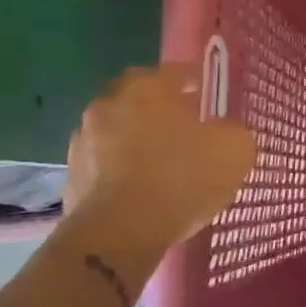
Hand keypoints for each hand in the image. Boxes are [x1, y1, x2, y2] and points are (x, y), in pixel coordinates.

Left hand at [65, 66, 255, 245]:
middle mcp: (110, 103)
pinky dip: (122, 168)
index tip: (207, 94)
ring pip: (119, 129)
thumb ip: (233, 132)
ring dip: (137, 138)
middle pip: (140, 97)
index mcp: (148, 88)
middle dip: (161, 107)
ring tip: (162, 161)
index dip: (195, 81)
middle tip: (184, 124)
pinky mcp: (72, 175)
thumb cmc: (180, 180)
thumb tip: (225, 131)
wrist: (118, 234)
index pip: (175, 71)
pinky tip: (141, 188)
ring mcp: (84, 139)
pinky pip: (105, 163)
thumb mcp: (233, 152)